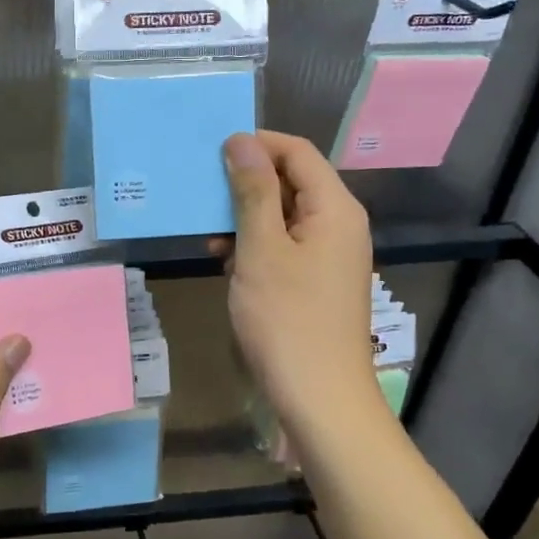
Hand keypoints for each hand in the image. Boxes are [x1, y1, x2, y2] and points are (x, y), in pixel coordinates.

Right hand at [218, 131, 379, 432]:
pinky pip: (283, 246)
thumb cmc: (288, 319)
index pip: (297, 152)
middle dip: (246, 181)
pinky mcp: (314, 282)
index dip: (257, 144)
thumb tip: (240, 140)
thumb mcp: (261, 249)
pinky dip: (253, 245)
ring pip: (283, 216)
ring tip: (206, 230)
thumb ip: (252, 191)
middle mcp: (338, 224)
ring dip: (244, 216)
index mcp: (334, 208)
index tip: (211, 152)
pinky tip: (223, 259)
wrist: (319, 397)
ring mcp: (328, 256)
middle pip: (292, 181)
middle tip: (200, 190)